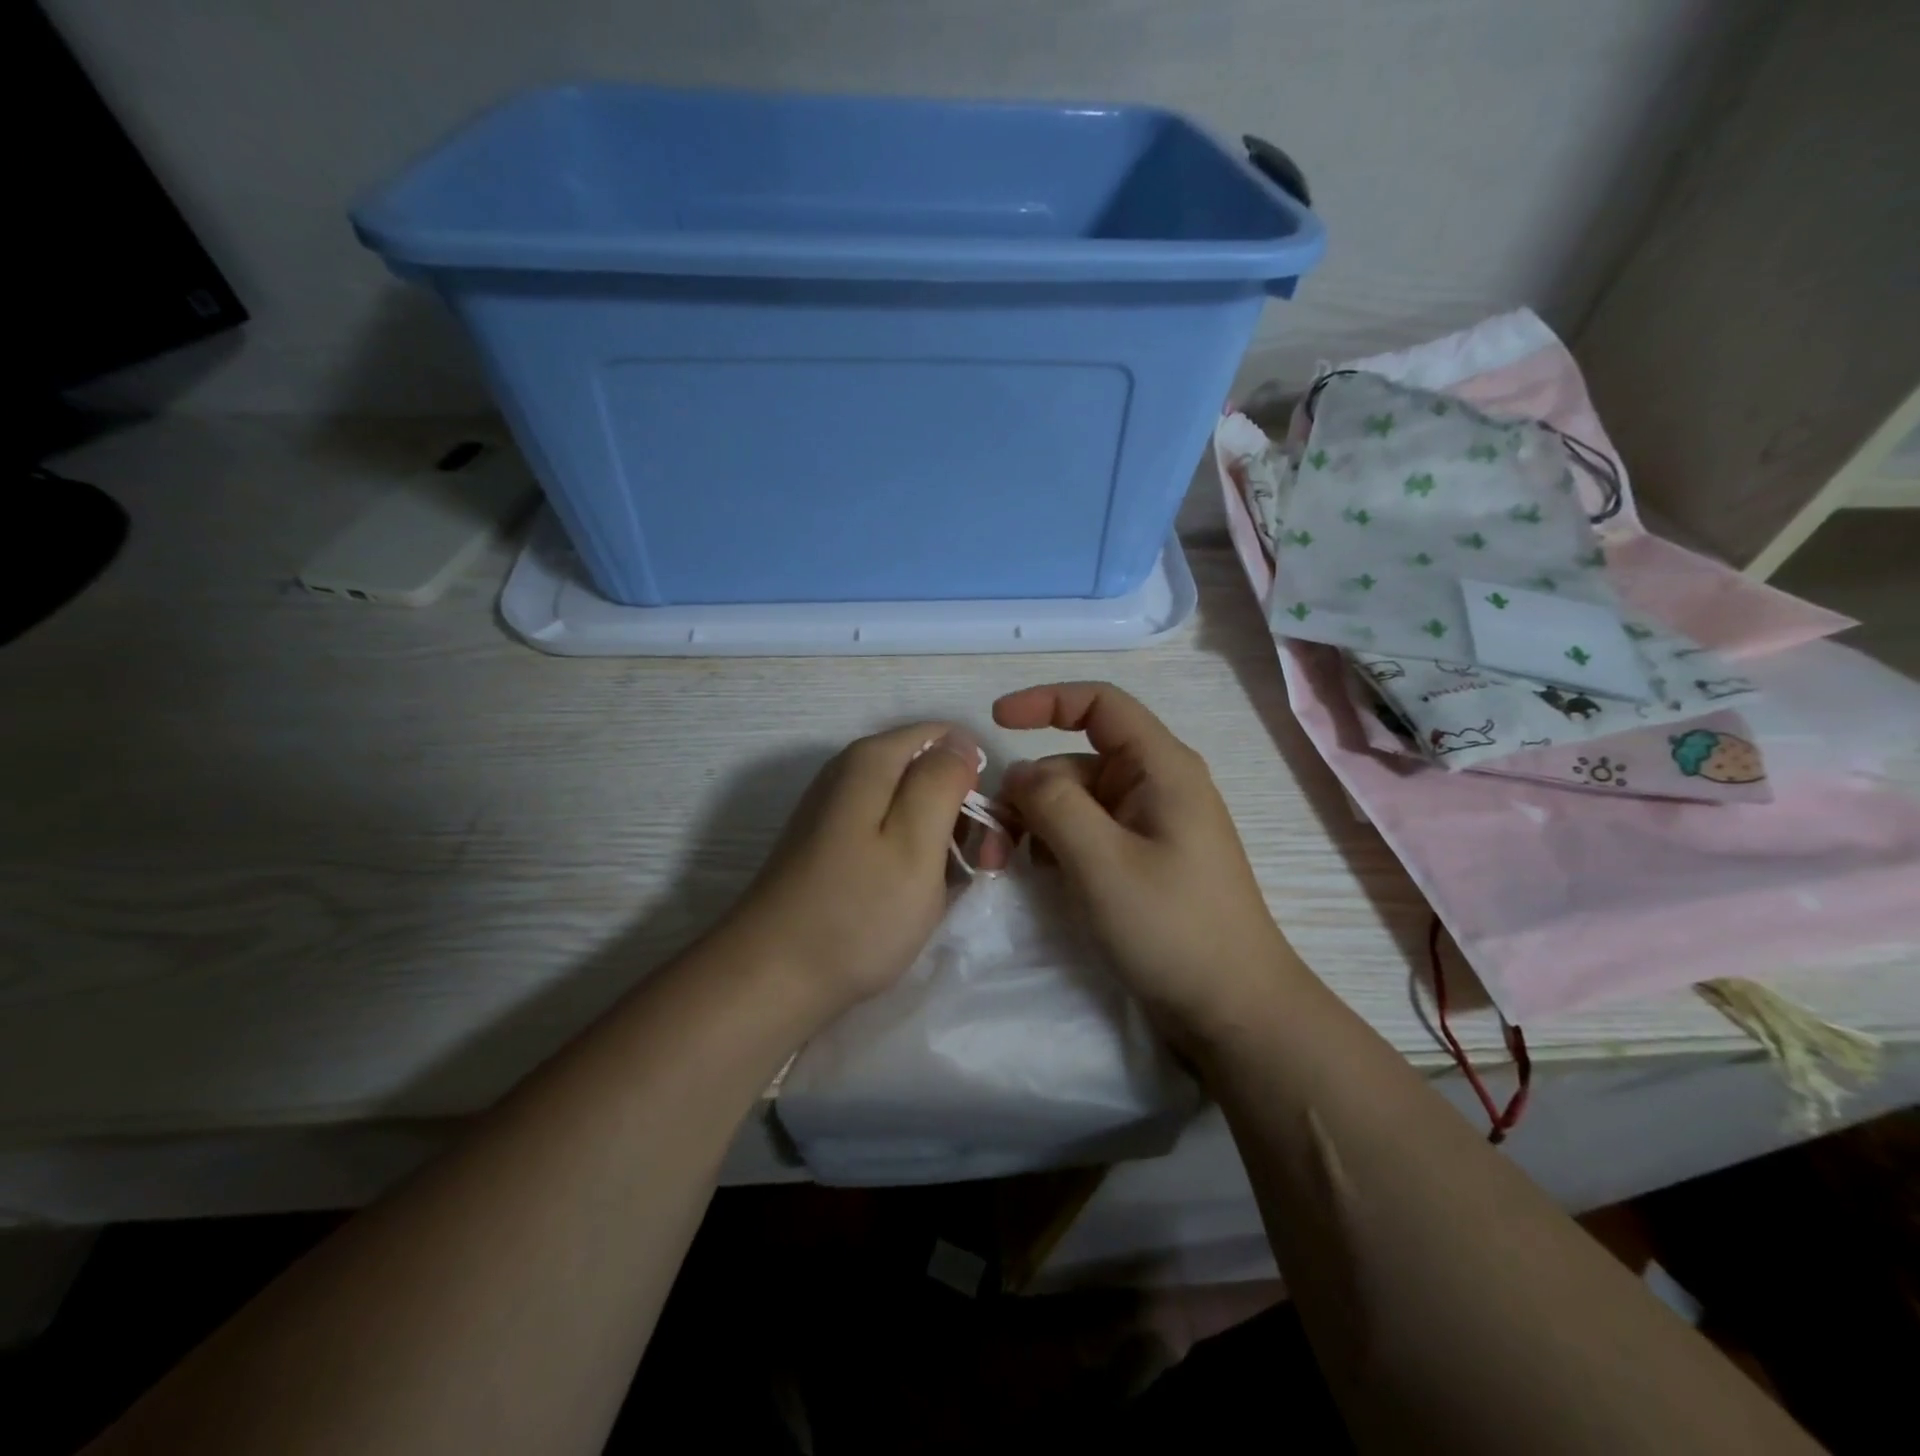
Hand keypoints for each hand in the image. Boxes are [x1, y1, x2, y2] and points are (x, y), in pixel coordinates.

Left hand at [723, 723, 982, 1018]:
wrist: (771, 979)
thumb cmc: (857, 913)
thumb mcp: (916, 843)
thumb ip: (942, 781)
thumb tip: (958, 742)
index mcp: (872, 760)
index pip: (947, 737)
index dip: (977, 776)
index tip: (991, 827)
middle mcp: (849, 773)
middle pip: (927, 771)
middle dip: (962, 811)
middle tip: (982, 866)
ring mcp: (835, 811)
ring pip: (911, 806)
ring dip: (941, 840)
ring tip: (948, 890)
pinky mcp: (830, 846)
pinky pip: (888, 835)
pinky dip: (911, 858)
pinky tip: (914, 896)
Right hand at [992, 683, 1306, 1051]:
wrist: (1234, 1009)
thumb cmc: (1173, 928)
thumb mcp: (1102, 862)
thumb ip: (1054, 804)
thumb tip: (1020, 774)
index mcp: (1160, 767)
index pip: (1099, 703)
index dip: (1045, 700)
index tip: (995, 722)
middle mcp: (1156, 785)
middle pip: (1076, 761)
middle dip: (1030, 790)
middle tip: (992, 842)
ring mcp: (1151, 824)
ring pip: (1077, 800)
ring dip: (1039, 823)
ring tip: (1011, 865)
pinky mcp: (1143, 858)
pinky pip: (1089, 832)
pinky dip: (1059, 845)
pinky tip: (1045, 877)